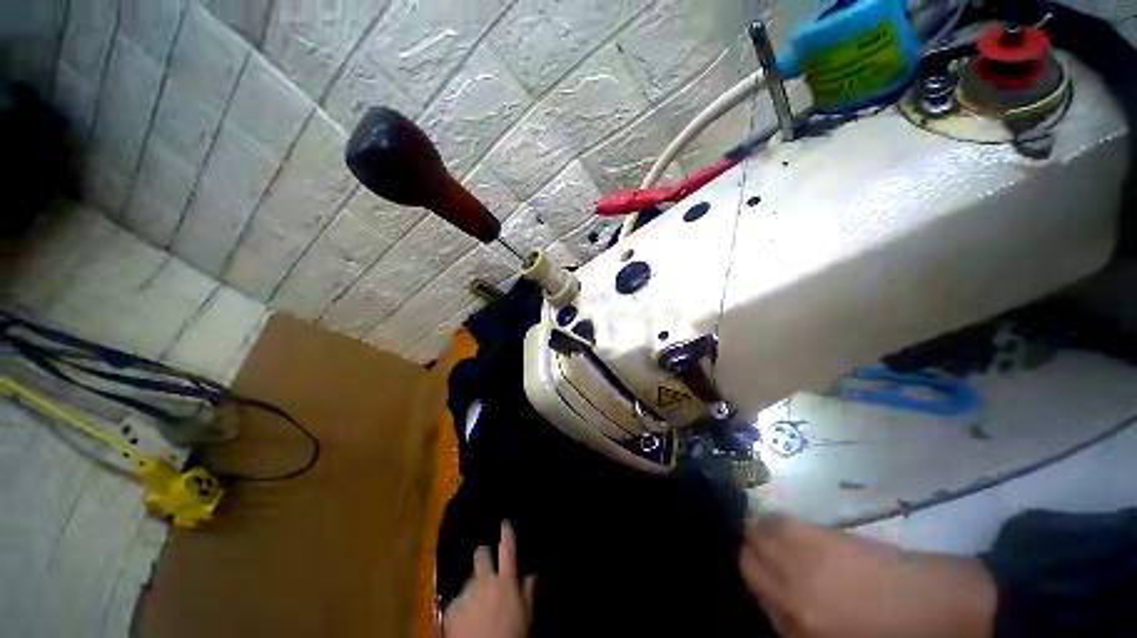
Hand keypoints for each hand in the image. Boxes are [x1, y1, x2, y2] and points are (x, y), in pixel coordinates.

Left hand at [444, 521, 535, 637]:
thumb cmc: (512, 635)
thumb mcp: (527, 615)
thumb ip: (530, 591)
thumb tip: (534, 572)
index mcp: (506, 581)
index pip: (507, 549)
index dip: (506, 533)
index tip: (505, 522)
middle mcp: (485, 581)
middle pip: (481, 555)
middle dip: (483, 555)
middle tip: (485, 563)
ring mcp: (466, 594)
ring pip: (468, 579)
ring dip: (473, 586)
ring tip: (477, 602)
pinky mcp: (450, 609)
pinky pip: (456, 600)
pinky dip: (461, 606)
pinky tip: (466, 618)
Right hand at [738, 515, 995, 637]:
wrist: (941, 606)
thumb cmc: (895, 637)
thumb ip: (800, 626)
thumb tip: (777, 602)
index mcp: (799, 628)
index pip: (755, 597)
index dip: (759, 587)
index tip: (768, 581)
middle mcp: (790, 594)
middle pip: (747, 563)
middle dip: (752, 559)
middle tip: (767, 558)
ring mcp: (802, 560)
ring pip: (756, 535)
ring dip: (758, 536)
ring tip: (772, 537)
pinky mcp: (817, 535)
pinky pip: (777, 521)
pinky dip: (774, 522)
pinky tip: (785, 526)